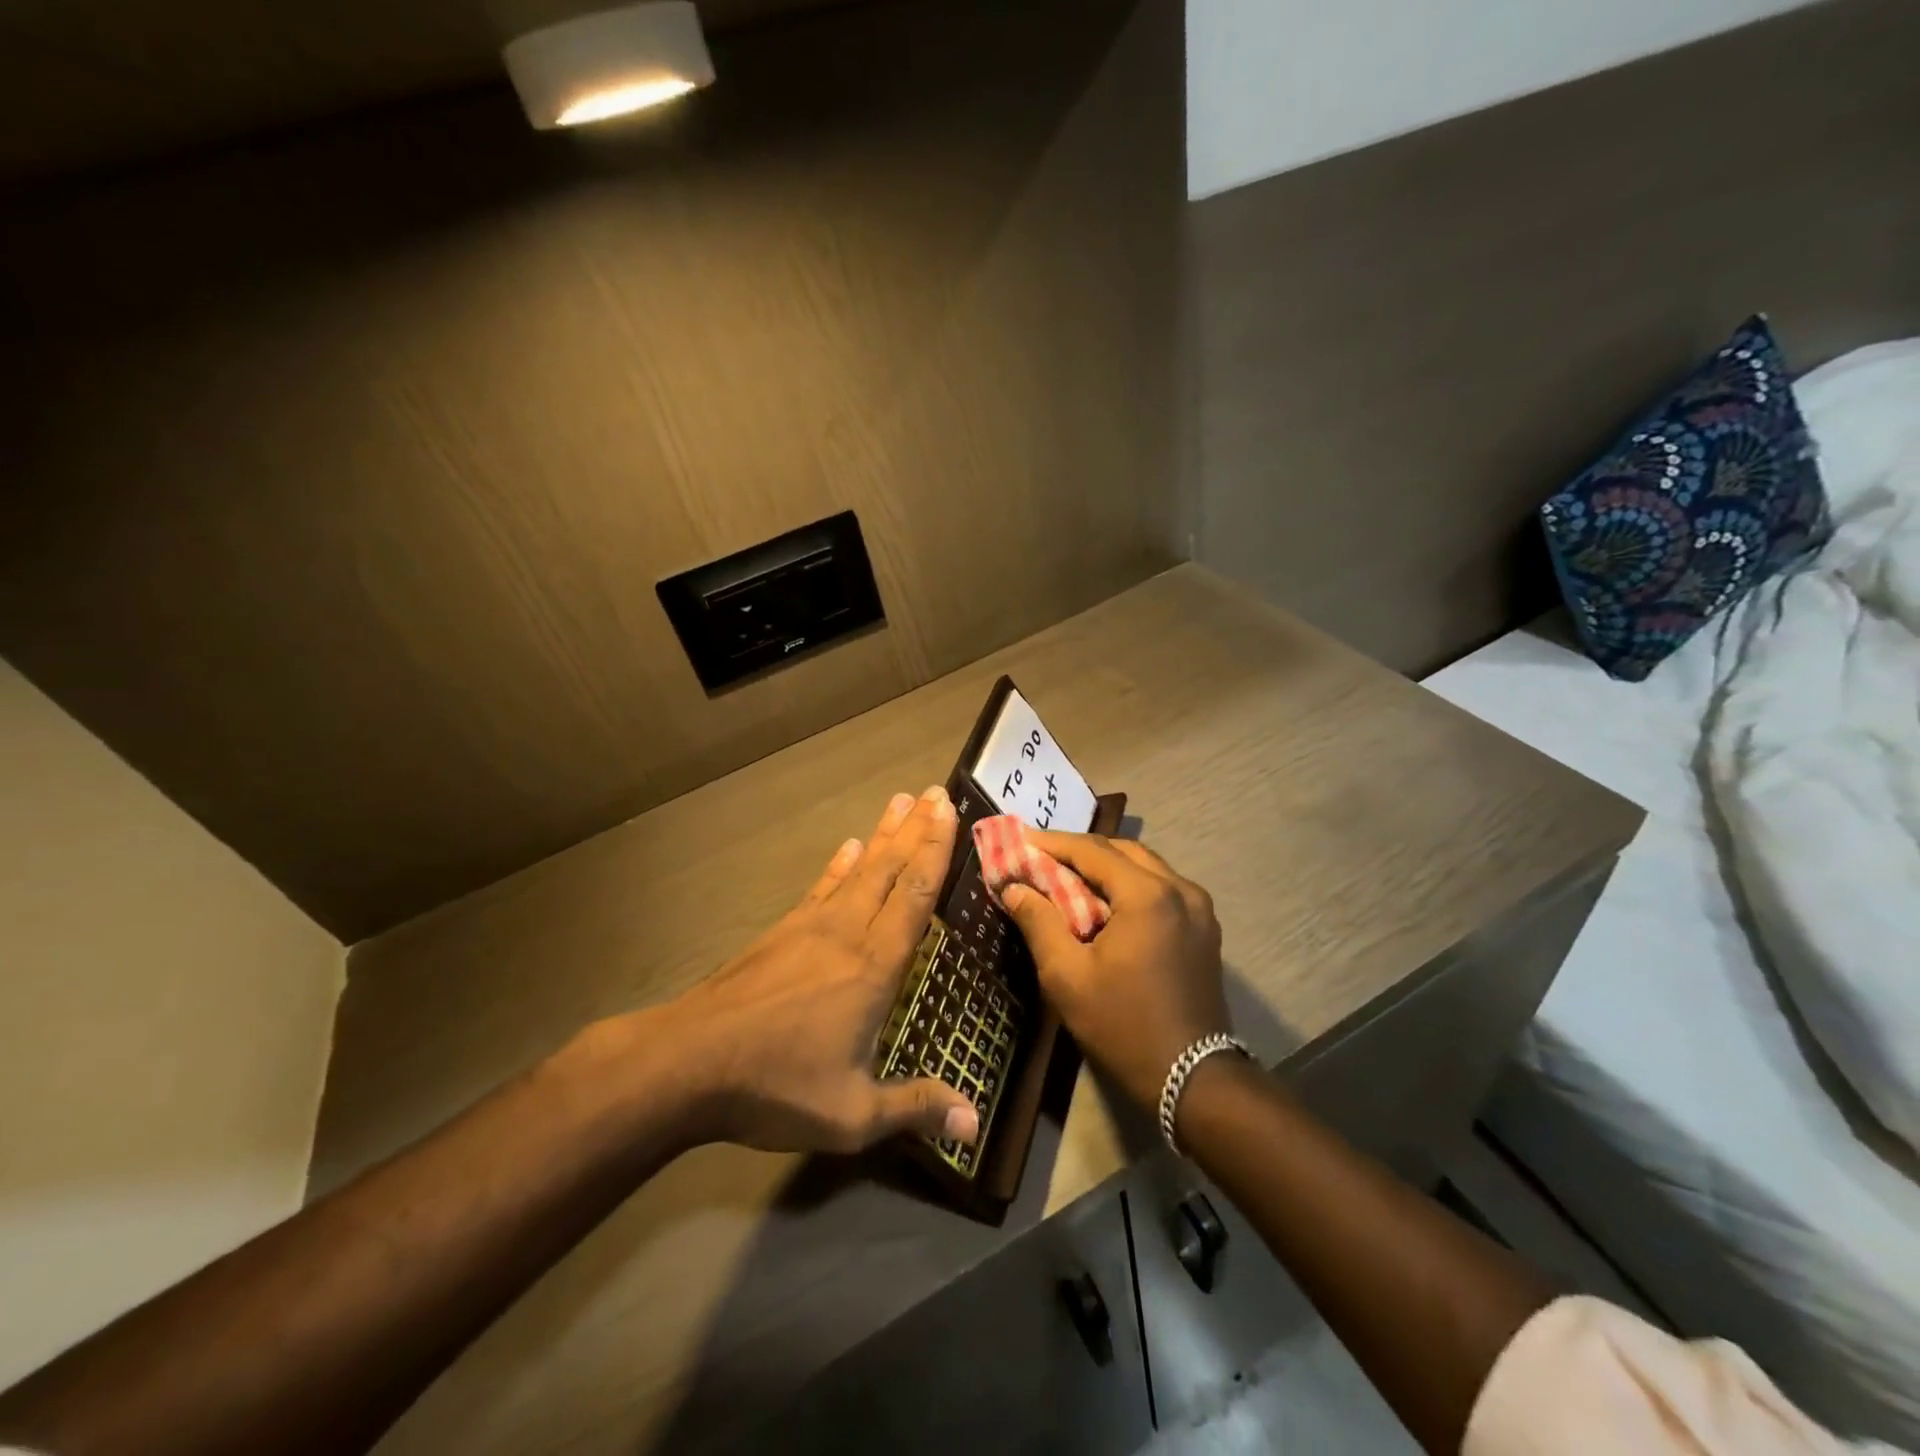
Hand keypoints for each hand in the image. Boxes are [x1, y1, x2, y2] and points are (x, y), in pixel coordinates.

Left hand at [660, 787, 979, 1155]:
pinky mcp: (781, 932)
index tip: (949, 812)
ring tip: (899, 801)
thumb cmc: (776, 1085)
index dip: (935, 851)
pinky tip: (847, 847)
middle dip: (916, 829)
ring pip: (857, 869)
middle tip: (935, 792)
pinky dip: (838, 864)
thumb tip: (975, 1125)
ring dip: (882, 834)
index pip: (914, 896)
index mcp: (873, 967)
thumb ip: (914, 1109)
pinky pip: (820, 887)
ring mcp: (809, 927)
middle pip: (888, 869)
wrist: (688, 1062)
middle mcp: (847, 933)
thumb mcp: (852, 1115)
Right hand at [1000, 834, 1229, 1112]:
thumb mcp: (1067, 976)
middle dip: (1080, 850)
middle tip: (1042, 858)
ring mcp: (1199, 908)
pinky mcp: (1205, 928)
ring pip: (1145, 867)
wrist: (1192, 1079)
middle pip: (1122, 851)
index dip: (1053, 843)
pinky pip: (1162, 888)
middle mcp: (1180, 889)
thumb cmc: (1123, 1026)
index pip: (1092, 851)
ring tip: (1069, 877)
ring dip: (1107, 866)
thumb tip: (1013, 887)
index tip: (1021, 841)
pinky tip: (1107, 903)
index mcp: (1147, 895)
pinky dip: (1130, 884)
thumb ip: (1038, 922)